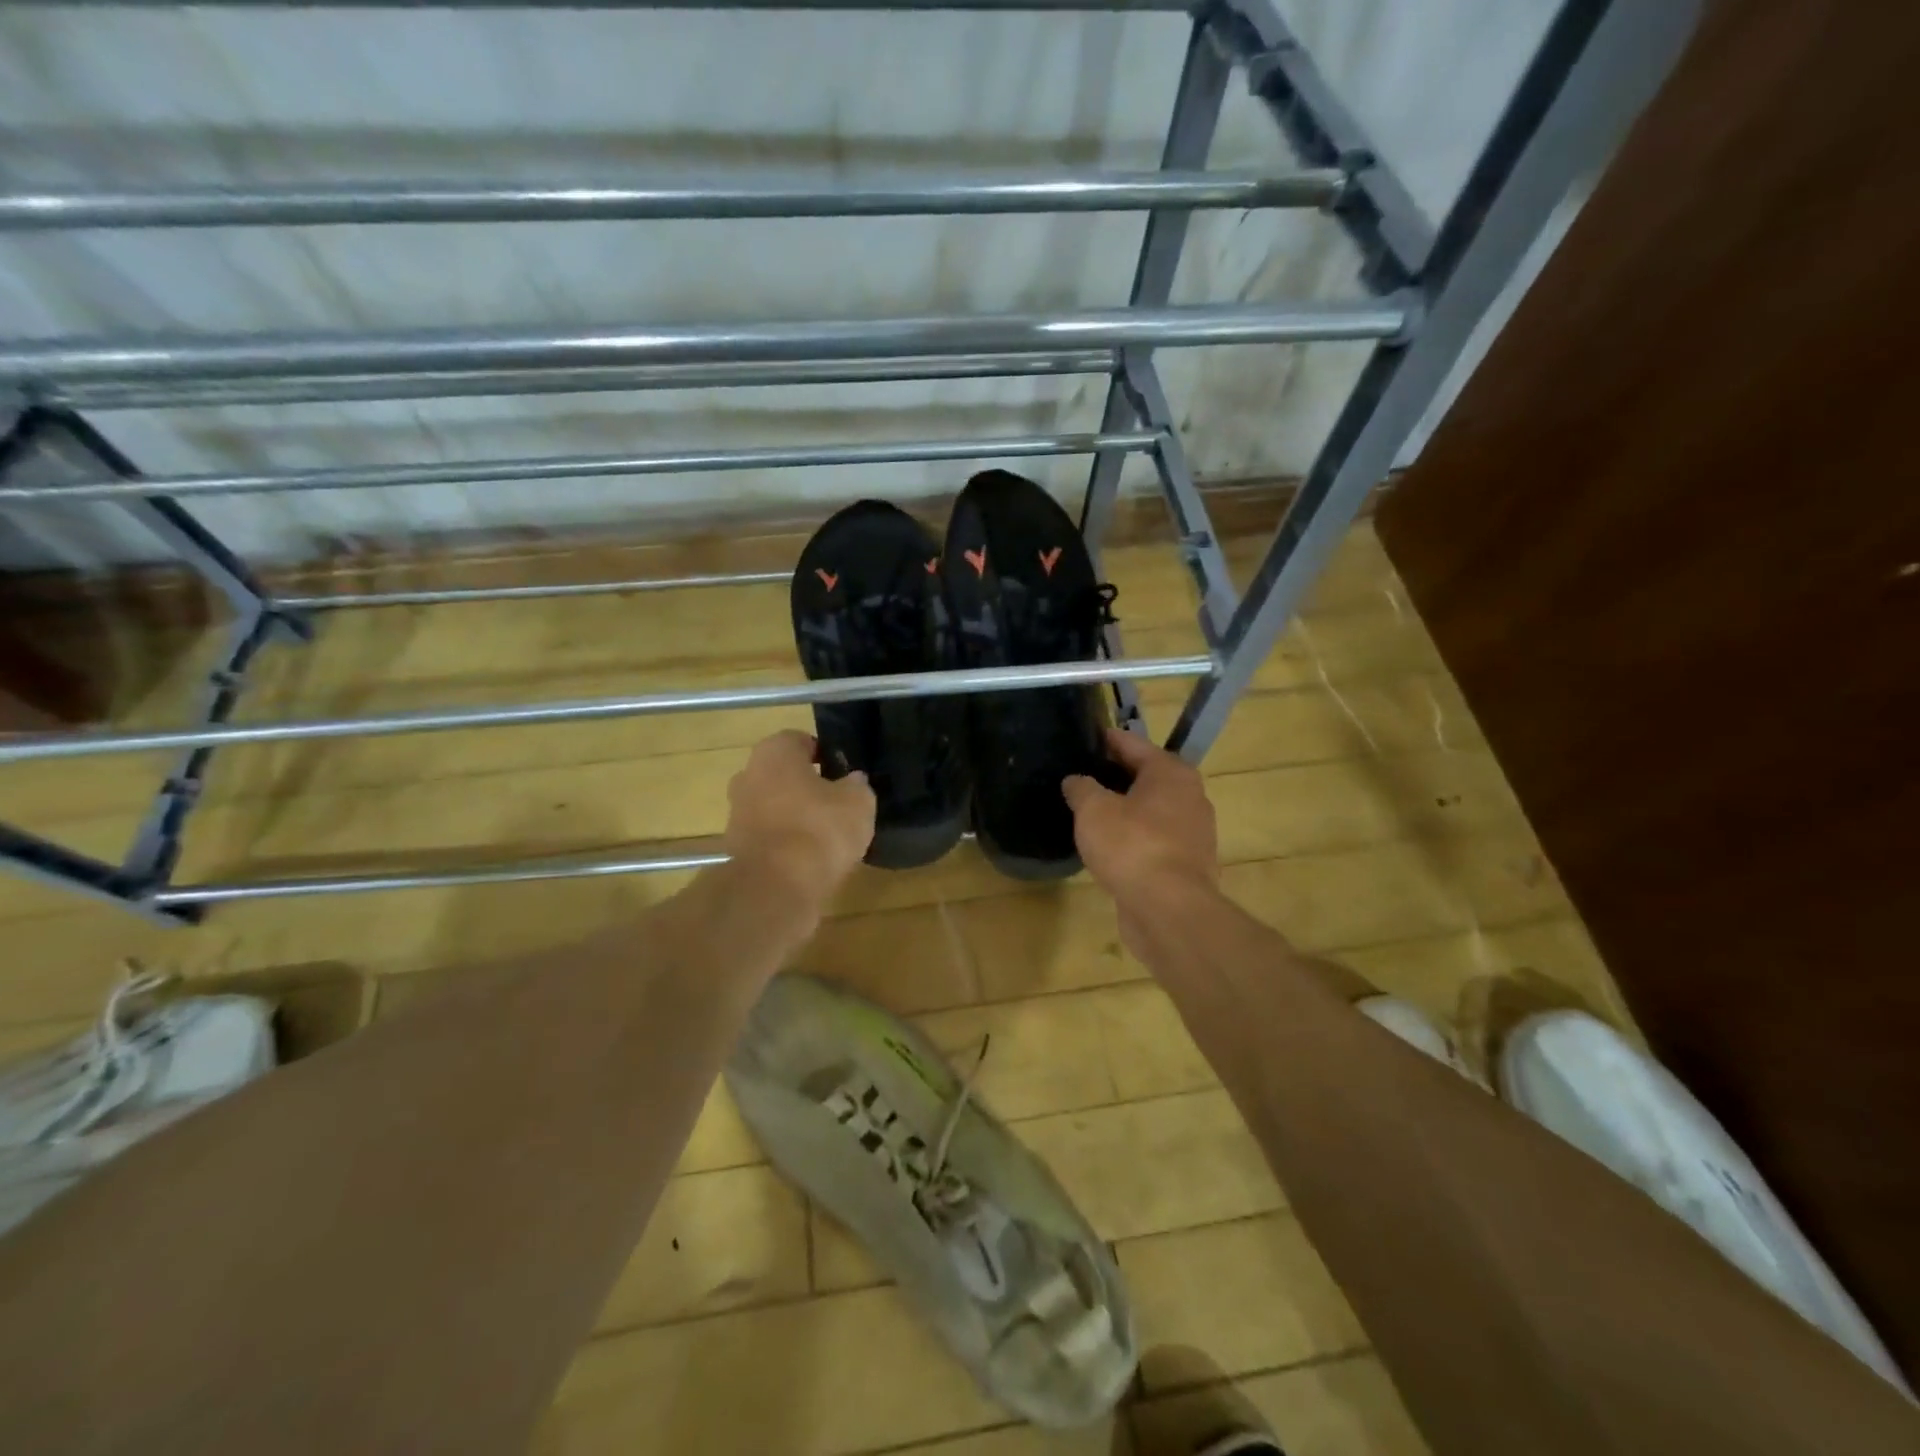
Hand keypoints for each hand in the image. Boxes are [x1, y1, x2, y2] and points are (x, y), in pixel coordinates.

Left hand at [724, 730, 875, 913]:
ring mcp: (737, 813)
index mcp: (774, 752)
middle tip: (837, 804)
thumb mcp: (858, 802)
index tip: (845, 774)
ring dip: (796, 817)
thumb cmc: (818, 830)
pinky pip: (769, 837)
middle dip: (807, 786)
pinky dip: (786, 844)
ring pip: (774, 806)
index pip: (801, 741)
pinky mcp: (736, 849)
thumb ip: (857, 785)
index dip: (825, 755)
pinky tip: (810, 860)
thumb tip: (853, 781)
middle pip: (783, 774)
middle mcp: (748, 775)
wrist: (774, 888)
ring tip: (827, 837)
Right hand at [1062, 728, 1218, 905]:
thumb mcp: (1093, 810)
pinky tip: (1109, 846)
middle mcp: (1190, 796)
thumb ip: (1081, 789)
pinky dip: (1134, 837)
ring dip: (1125, 809)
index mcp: (1171, 772)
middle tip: (1080, 777)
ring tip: (1090, 812)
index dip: (1106, 740)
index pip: (1132, 744)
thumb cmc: (1131, 846)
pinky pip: (1155, 839)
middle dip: (1114, 776)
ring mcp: (1193, 832)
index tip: (1083, 738)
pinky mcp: (1187, 864)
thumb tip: (1075, 780)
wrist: (1169, 910)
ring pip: (1151, 810)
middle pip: (1146, 776)